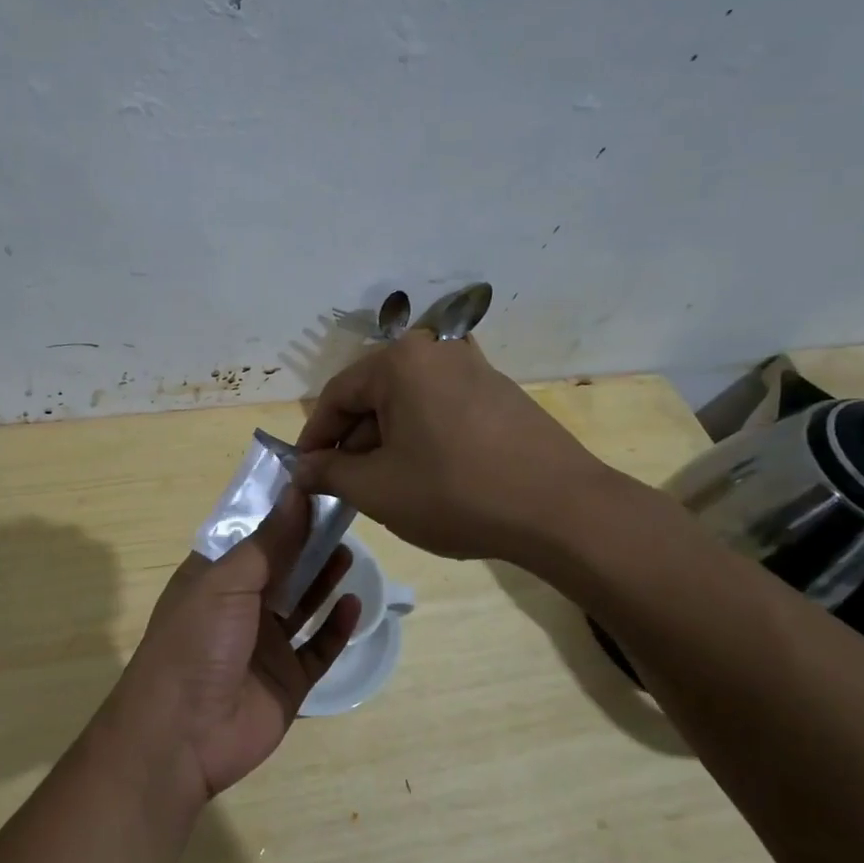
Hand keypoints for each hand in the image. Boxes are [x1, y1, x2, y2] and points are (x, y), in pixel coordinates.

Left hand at [100, 486, 361, 808]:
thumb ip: (269, 541)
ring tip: (349, 550)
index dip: (281, 513)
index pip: (251, 536)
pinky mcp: (287, 681)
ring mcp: (264, 646)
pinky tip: (353, 604)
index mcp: (215, 578)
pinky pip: (318, 649)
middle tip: (343, 515)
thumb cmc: (196, 642)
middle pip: (281, 567)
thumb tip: (298, 490)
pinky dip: (336, 628)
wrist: (181, 735)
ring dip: (323, 579)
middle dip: (308, 543)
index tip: (315, 486)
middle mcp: (240, 607)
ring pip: (301, 605)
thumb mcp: (227, 582)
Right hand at [292, 332, 617, 560]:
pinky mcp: (501, 393)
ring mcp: (475, 368)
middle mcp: (436, 351)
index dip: (314, 437)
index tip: (306, 473)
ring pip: (408, 403)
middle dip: (353, 441)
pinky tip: (430, 476)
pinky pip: (442, 409)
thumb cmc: (454, 493)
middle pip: (374, 395)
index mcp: (400, 362)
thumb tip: (301, 468)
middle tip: (346, 486)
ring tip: (388, 486)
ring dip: (387, 442)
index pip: (336, 395)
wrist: (562, 511)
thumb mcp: (377, 489)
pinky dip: (423, 437)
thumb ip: (328, 473)